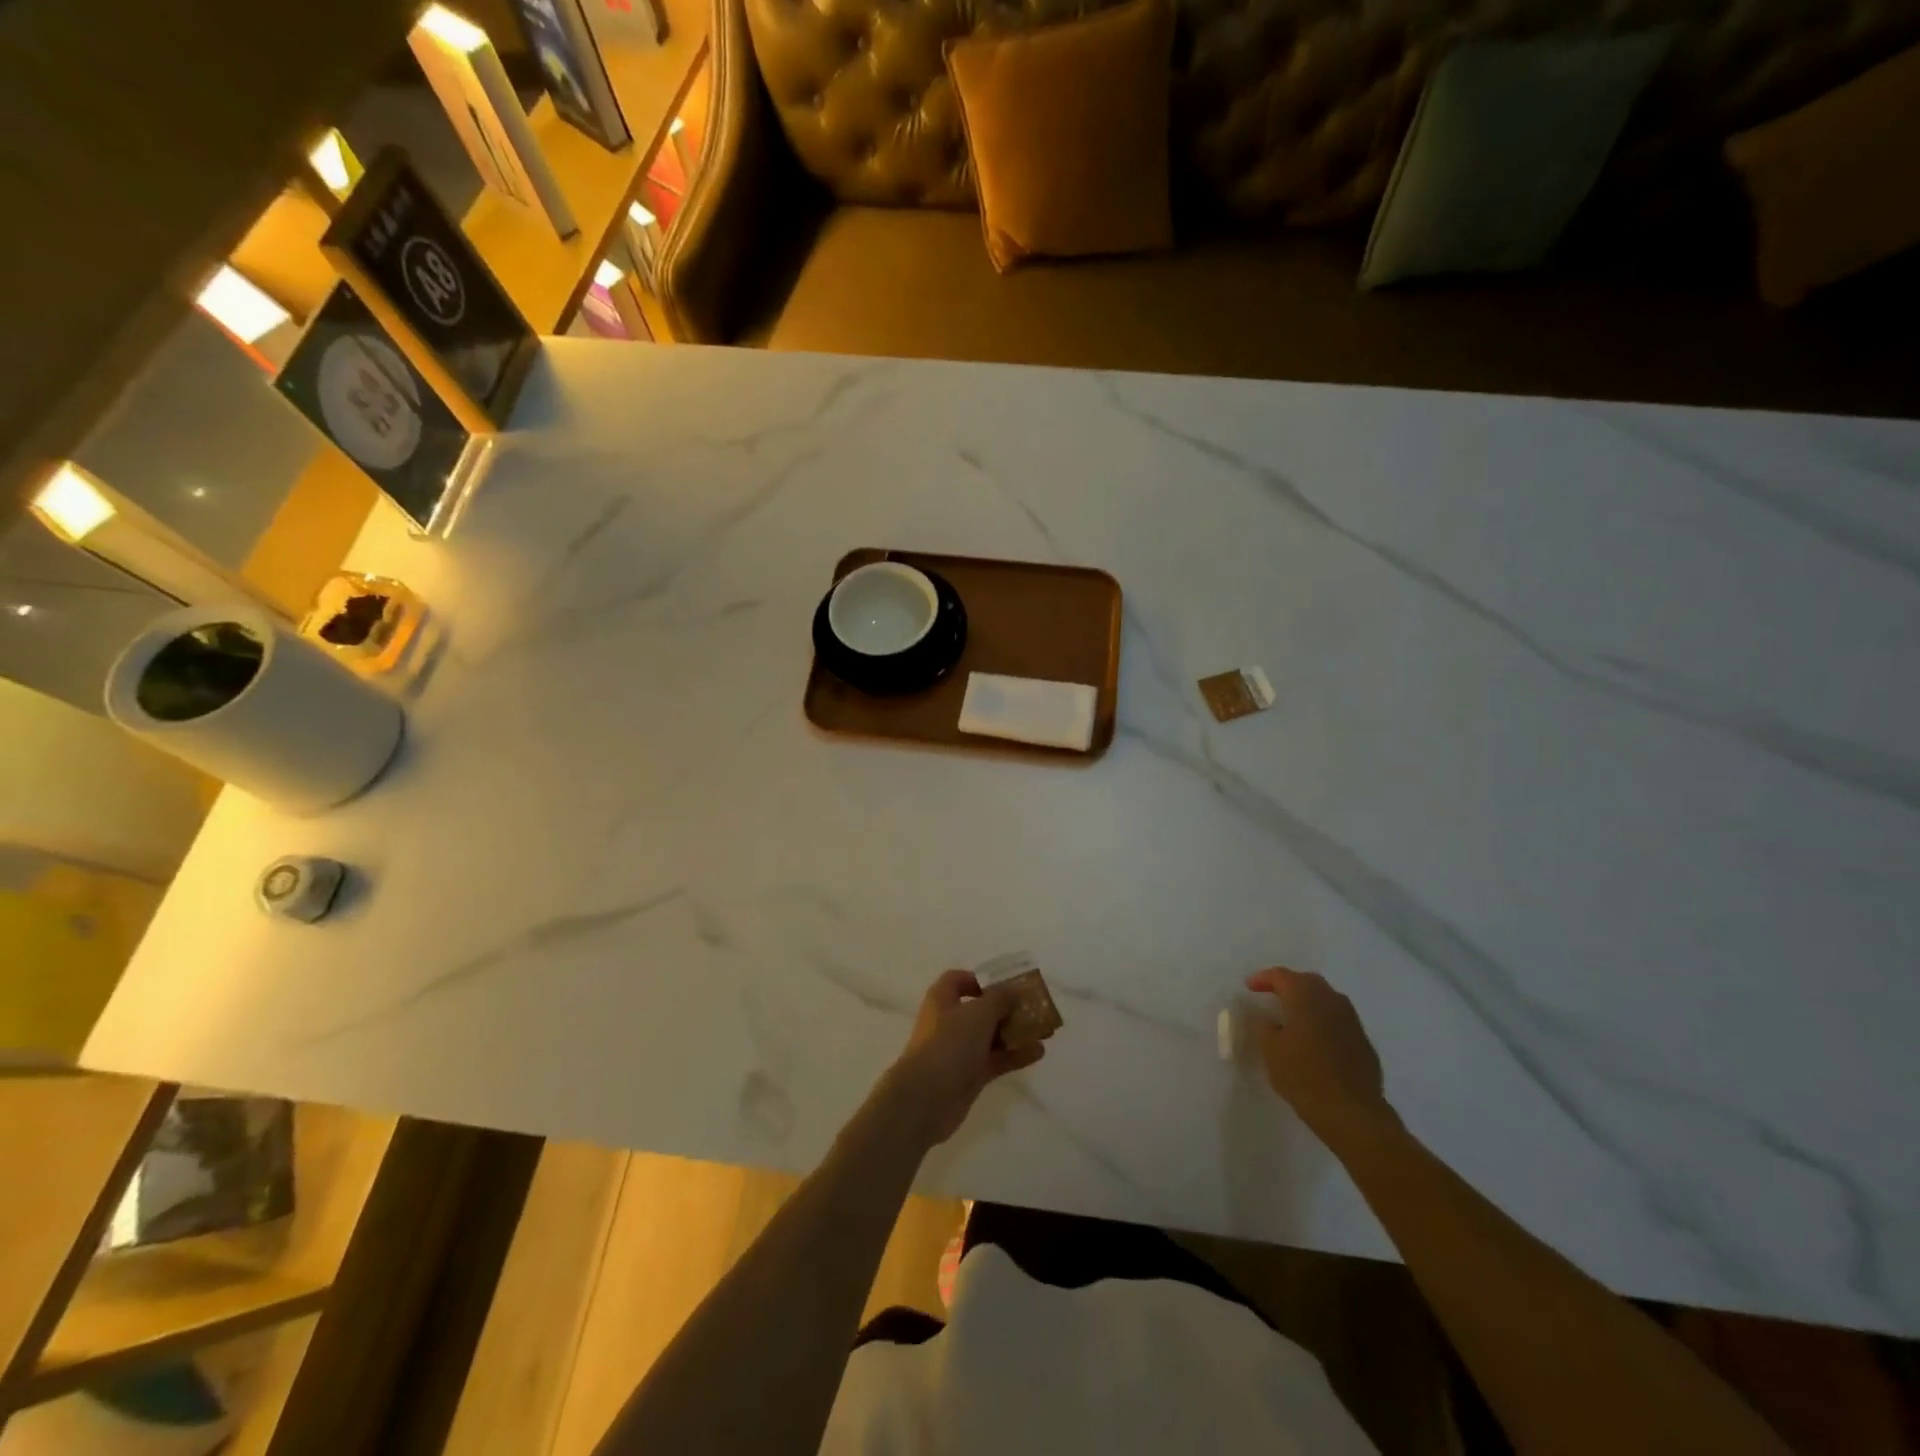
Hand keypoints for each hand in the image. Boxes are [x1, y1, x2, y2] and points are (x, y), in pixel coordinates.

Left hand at [880, 970, 1044, 1146]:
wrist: (926, 1098)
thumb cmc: (949, 1043)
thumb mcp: (978, 1013)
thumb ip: (1000, 998)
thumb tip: (1013, 990)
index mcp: (943, 999)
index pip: (959, 980)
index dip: (981, 979)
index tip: (1006, 984)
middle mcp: (950, 1021)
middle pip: (982, 1009)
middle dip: (1009, 1008)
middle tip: (1036, 1008)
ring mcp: (960, 1050)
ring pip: (992, 1035)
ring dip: (1017, 1032)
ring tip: (1046, 1031)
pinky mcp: (970, 1074)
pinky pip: (997, 1059)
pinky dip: (1016, 1055)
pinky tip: (1039, 1052)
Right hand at [1245, 967, 1393, 1144]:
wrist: (1353, 1113)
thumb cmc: (1304, 1076)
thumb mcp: (1270, 1050)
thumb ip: (1263, 1027)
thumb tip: (1266, 1018)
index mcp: (1306, 996)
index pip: (1281, 976)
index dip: (1263, 979)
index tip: (1249, 988)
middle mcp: (1332, 1000)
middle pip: (1307, 982)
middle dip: (1288, 986)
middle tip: (1271, 997)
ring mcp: (1352, 1021)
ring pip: (1326, 1000)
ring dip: (1308, 1003)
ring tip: (1292, 1018)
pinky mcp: (1363, 1042)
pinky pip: (1338, 1021)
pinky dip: (1322, 1022)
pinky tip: (1314, 1041)